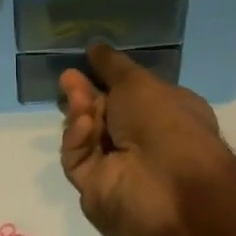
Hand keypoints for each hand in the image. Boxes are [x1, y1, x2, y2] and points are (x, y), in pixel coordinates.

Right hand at [59, 43, 232, 235]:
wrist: (166, 183)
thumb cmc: (164, 120)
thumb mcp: (138, 81)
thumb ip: (111, 65)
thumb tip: (95, 48)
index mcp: (166, 112)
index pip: (131, 93)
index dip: (109, 78)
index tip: (88, 61)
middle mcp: (144, 140)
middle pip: (103, 113)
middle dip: (85, 94)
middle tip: (69, 77)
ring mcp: (120, 166)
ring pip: (87, 134)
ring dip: (80, 112)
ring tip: (74, 96)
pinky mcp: (96, 187)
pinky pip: (78, 158)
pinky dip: (79, 139)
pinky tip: (84, 125)